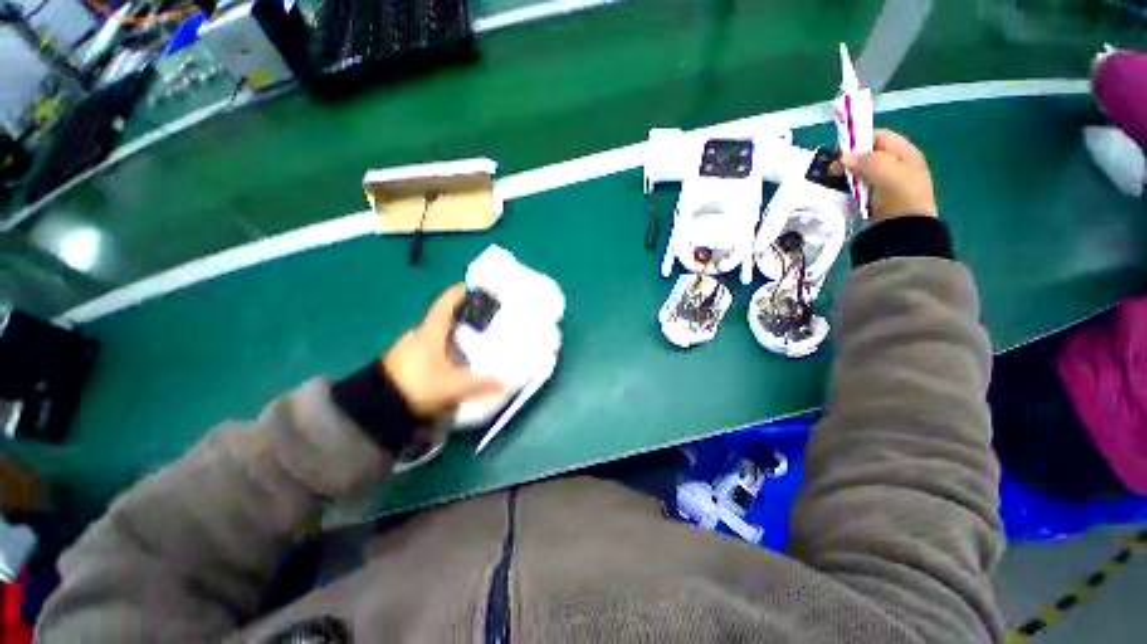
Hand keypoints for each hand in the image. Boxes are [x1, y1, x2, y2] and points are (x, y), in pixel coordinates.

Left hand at [383, 285, 504, 418]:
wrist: (377, 405)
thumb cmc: (417, 384)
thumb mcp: (452, 386)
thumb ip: (479, 384)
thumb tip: (505, 385)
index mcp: (430, 331)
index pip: (444, 304)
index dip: (457, 293)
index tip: (470, 287)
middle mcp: (419, 333)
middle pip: (441, 317)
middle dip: (459, 314)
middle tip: (479, 317)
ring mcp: (409, 346)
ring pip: (434, 332)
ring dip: (450, 331)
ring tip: (470, 337)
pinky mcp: (405, 359)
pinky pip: (429, 345)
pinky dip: (442, 344)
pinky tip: (453, 357)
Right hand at [834, 129, 937, 221]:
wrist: (905, 229)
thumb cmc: (900, 196)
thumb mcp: (885, 172)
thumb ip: (865, 161)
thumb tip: (843, 158)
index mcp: (905, 152)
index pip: (879, 136)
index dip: (859, 139)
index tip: (840, 152)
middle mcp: (897, 164)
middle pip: (868, 154)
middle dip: (850, 159)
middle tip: (833, 171)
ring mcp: (887, 182)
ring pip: (862, 171)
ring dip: (848, 175)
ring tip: (835, 183)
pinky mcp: (877, 198)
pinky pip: (860, 187)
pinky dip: (850, 188)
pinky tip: (843, 193)